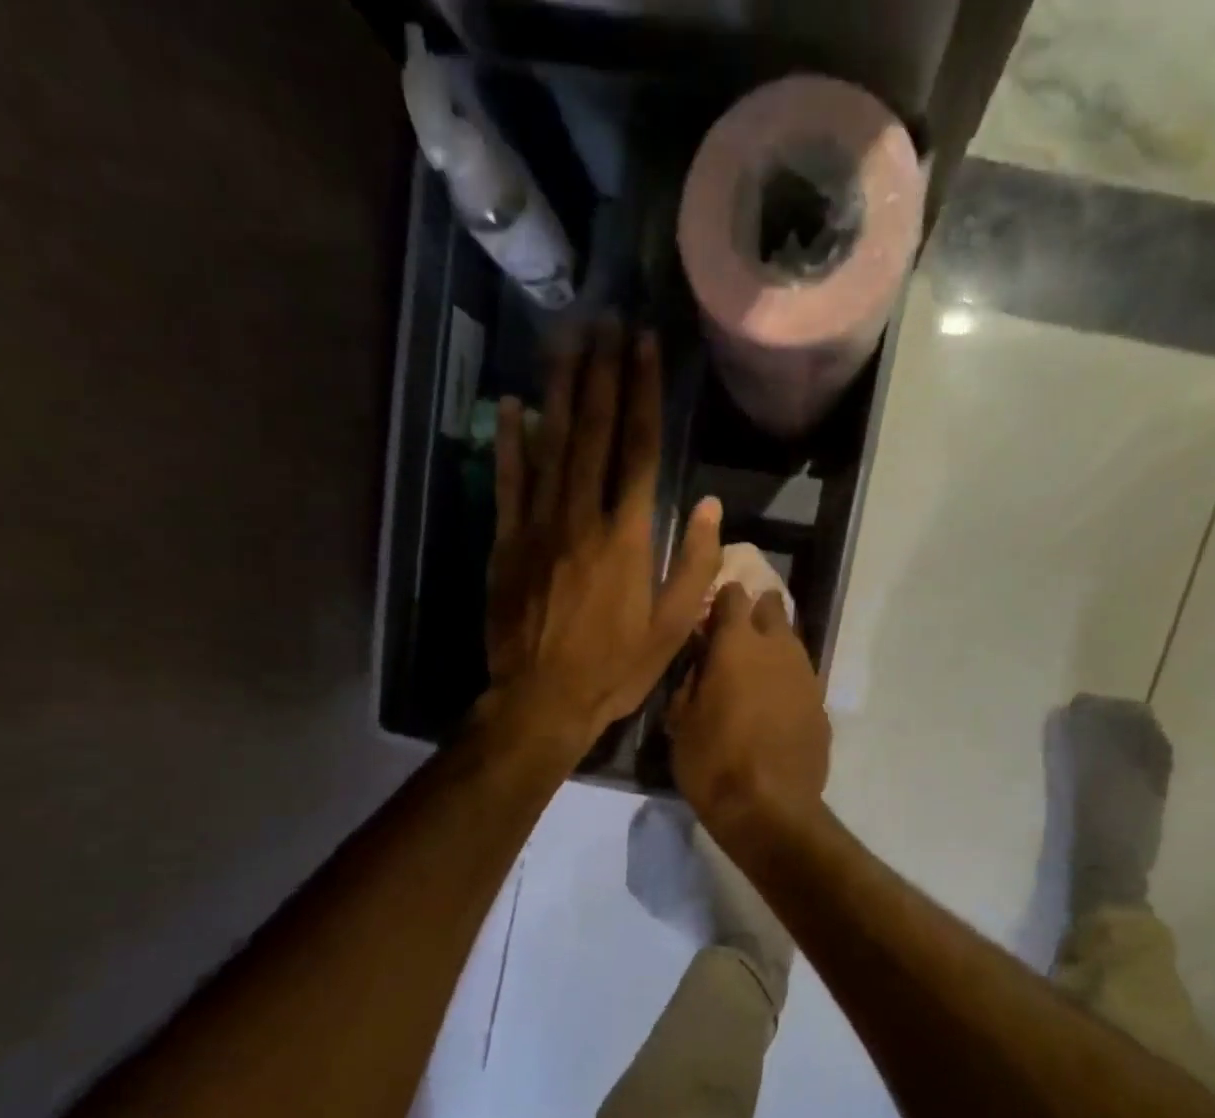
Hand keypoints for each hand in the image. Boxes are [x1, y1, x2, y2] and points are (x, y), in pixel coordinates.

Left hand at [485, 321, 721, 753]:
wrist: (542, 699)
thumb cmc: (614, 669)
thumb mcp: (671, 628)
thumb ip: (692, 566)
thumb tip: (707, 507)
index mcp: (627, 537)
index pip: (638, 450)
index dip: (642, 393)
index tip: (644, 345)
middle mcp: (582, 518)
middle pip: (593, 433)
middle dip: (601, 373)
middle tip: (605, 320)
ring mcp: (538, 526)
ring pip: (551, 446)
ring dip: (560, 390)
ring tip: (567, 340)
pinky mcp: (506, 543)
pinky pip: (508, 482)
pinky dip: (511, 442)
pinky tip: (514, 405)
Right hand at [668, 582, 830, 841]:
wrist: (769, 808)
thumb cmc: (713, 762)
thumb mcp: (681, 721)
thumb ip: (691, 680)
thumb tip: (701, 662)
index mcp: (737, 645)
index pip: (733, 596)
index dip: (721, 600)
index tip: (710, 614)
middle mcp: (778, 649)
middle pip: (772, 610)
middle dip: (756, 613)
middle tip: (736, 636)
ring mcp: (806, 677)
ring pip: (792, 644)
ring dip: (774, 648)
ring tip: (755, 671)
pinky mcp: (821, 707)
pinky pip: (802, 679)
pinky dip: (787, 682)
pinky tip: (774, 706)